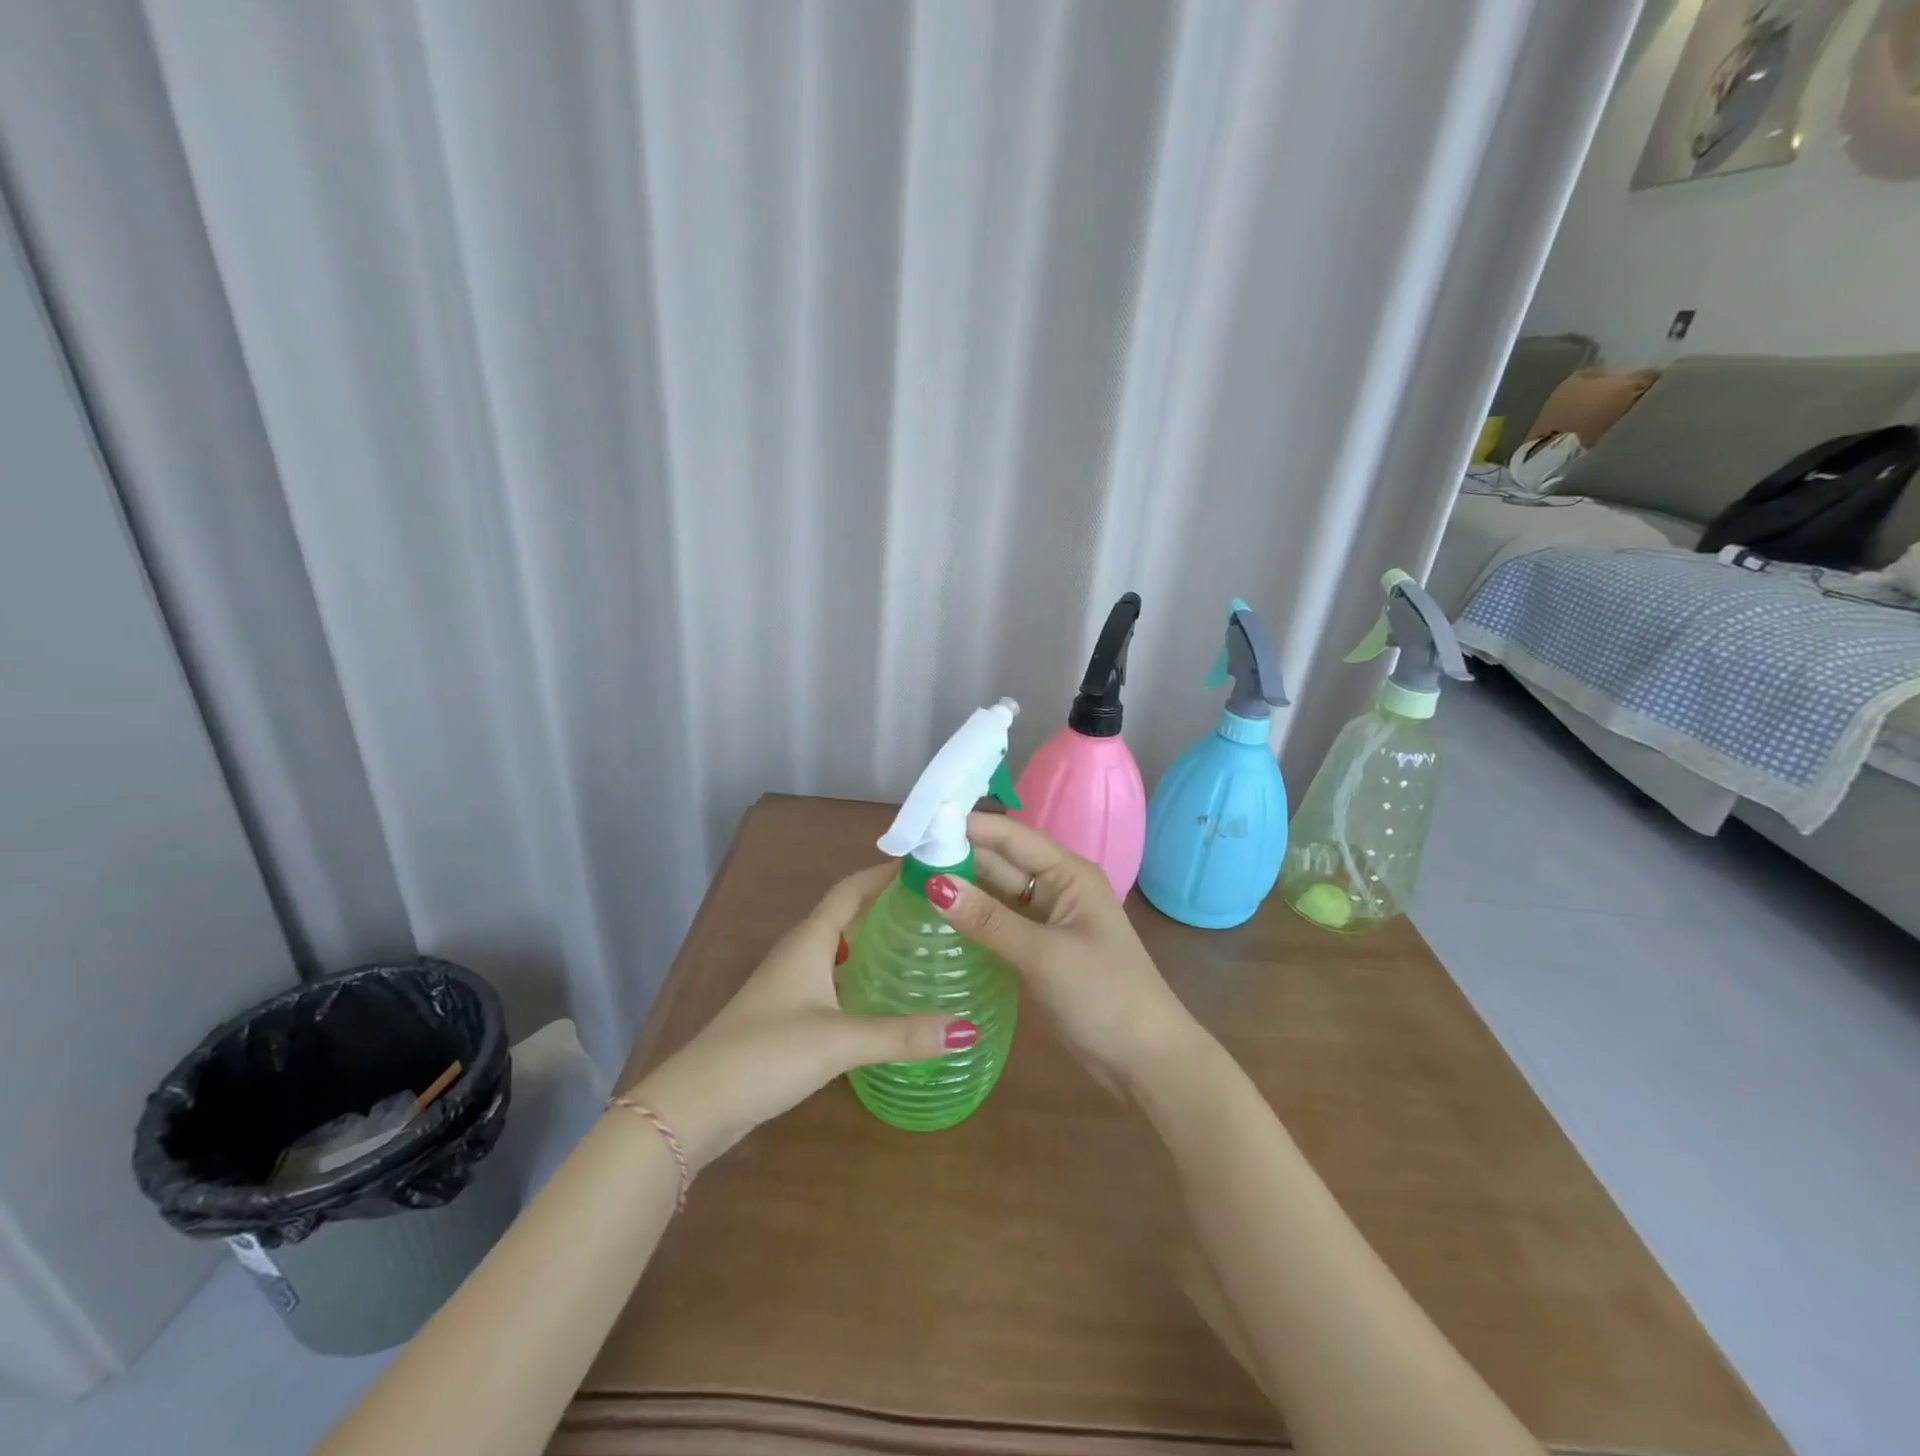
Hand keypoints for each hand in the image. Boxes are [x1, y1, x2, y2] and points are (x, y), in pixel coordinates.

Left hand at [630, 864, 974, 1170]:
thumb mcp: (840, 1041)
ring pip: (840, 947)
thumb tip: (967, 1028)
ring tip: (921, 943)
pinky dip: (861, 973)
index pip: (851, 889)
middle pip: (848, 914)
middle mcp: (799, 952)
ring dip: (874, 939)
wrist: (696, 1104)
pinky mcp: (788, 1013)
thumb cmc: (766, 1053)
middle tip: (937, 907)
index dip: (885, 872)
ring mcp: (790, 983)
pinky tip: (885, 994)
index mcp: (809, 940)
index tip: (926, 864)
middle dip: (887, 904)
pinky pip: (833, 977)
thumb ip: (903, 1034)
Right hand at [925, 813, 1201, 1095]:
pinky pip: (998, 924)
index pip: (1010, 836)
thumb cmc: (1105, 995)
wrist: (1147, 1061)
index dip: (966, 826)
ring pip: (996, 894)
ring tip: (905, 882)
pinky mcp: (1038, 950)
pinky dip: (971, 920)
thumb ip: (988, 920)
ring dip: (960, 888)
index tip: (918, 824)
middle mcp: (1055, 888)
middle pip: (1000, 863)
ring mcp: (1046, 921)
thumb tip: (933, 884)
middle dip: (956, 857)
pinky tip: (935, 920)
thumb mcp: (1044, 955)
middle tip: (899, 858)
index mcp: (1068, 873)